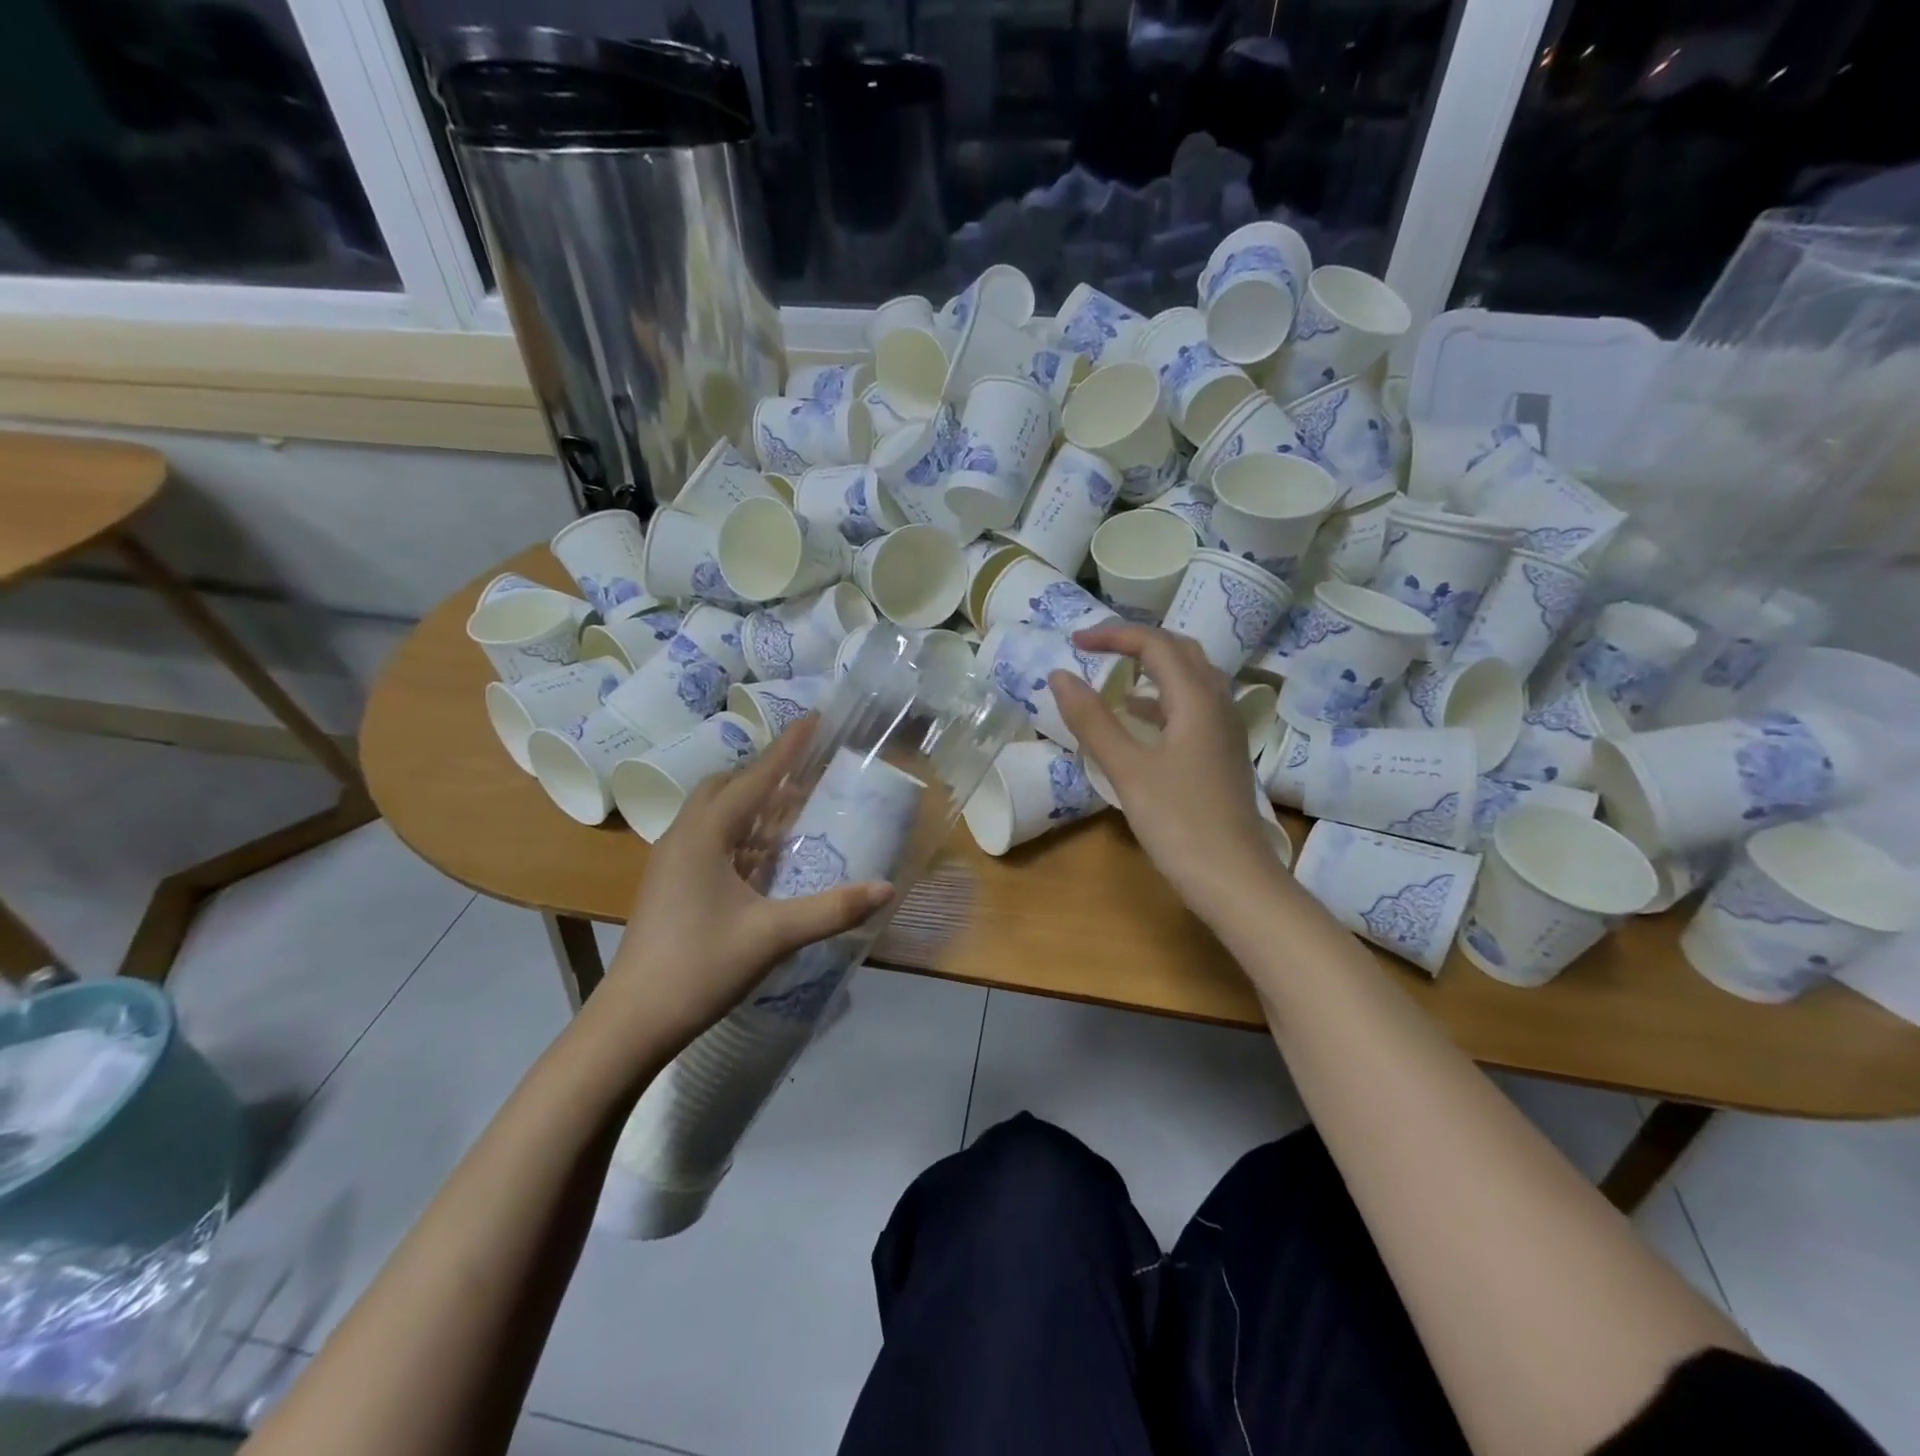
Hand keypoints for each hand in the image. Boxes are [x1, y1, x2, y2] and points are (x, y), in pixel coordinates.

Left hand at [604, 720, 892, 1046]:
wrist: (633, 1020)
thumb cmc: (700, 968)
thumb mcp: (773, 935)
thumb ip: (832, 909)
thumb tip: (886, 888)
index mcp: (705, 836)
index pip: (755, 778)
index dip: (788, 748)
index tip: (814, 719)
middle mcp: (684, 837)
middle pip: (727, 787)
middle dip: (766, 775)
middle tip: (807, 777)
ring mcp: (671, 861)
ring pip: (715, 814)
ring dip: (752, 806)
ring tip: (792, 813)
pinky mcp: (670, 884)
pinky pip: (709, 840)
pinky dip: (740, 835)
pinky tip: (764, 859)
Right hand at [1049, 624, 1280, 922]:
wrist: (1235, 880)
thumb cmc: (1179, 823)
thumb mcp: (1128, 770)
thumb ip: (1093, 720)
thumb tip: (1060, 676)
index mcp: (1197, 699)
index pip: (1155, 644)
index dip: (1113, 636)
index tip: (1074, 644)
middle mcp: (1218, 704)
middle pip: (1180, 651)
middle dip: (1137, 642)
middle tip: (1097, 649)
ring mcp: (1225, 730)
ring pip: (1191, 678)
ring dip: (1153, 668)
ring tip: (1115, 676)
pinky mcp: (1222, 754)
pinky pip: (1193, 707)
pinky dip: (1162, 699)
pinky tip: (1138, 720)